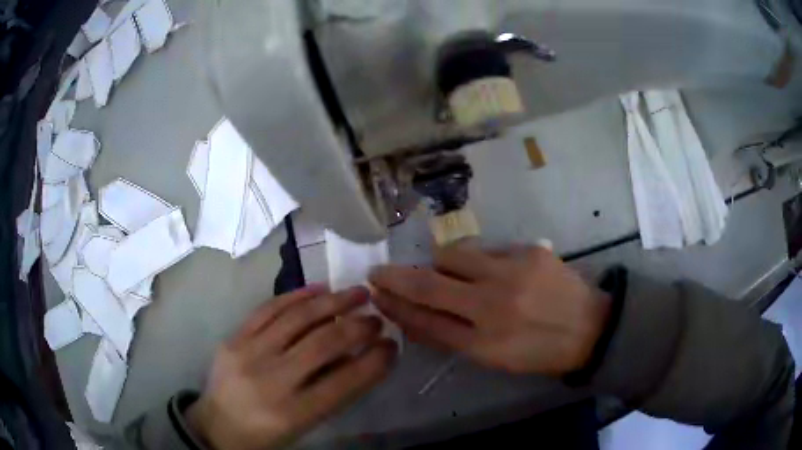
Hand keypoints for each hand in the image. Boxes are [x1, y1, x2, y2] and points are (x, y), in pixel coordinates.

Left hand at [185, 285, 396, 449]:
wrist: (216, 426)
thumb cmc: (266, 434)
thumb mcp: (304, 426)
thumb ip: (332, 393)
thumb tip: (361, 356)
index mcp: (293, 413)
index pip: (345, 381)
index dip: (375, 361)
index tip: (392, 344)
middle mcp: (271, 381)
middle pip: (323, 343)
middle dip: (358, 326)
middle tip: (377, 316)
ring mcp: (247, 354)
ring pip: (297, 318)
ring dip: (333, 301)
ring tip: (357, 292)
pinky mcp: (233, 338)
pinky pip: (267, 309)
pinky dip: (296, 296)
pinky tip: (318, 289)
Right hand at [369, 243, 608, 375]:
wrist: (590, 327)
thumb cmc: (539, 352)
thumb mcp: (494, 359)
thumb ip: (452, 338)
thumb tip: (413, 315)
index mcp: (484, 344)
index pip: (425, 322)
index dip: (395, 307)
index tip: (375, 295)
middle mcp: (493, 307)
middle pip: (429, 285)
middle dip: (395, 277)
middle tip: (378, 272)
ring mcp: (512, 273)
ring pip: (453, 256)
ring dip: (437, 263)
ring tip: (439, 270)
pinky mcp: (529, 251)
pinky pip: (485, 250)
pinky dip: (475, 261)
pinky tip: (488, 271)